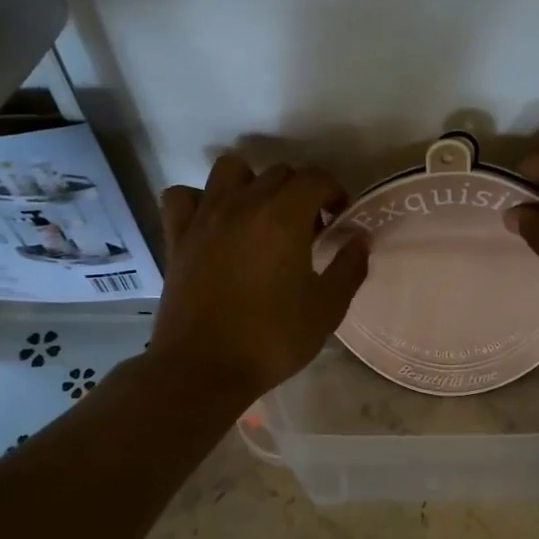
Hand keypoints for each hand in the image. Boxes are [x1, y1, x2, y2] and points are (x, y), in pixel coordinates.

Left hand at [151, 155, 369, 399]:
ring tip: (260, 215)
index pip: (316, 178)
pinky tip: (212, 223)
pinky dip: (199, 201)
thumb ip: (349, 267)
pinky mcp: (177, 235)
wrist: (202, 368)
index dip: (334, 192)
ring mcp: (206, 216)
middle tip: (307, 229)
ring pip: (230, 170)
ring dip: (251, 183)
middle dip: (300, 192)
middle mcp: (244, 204)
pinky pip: (183, 196)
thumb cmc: (271, 339)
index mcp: (284, 217)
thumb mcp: (326, 309)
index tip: (339, 219)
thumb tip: (361, 238)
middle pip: (278, 172)